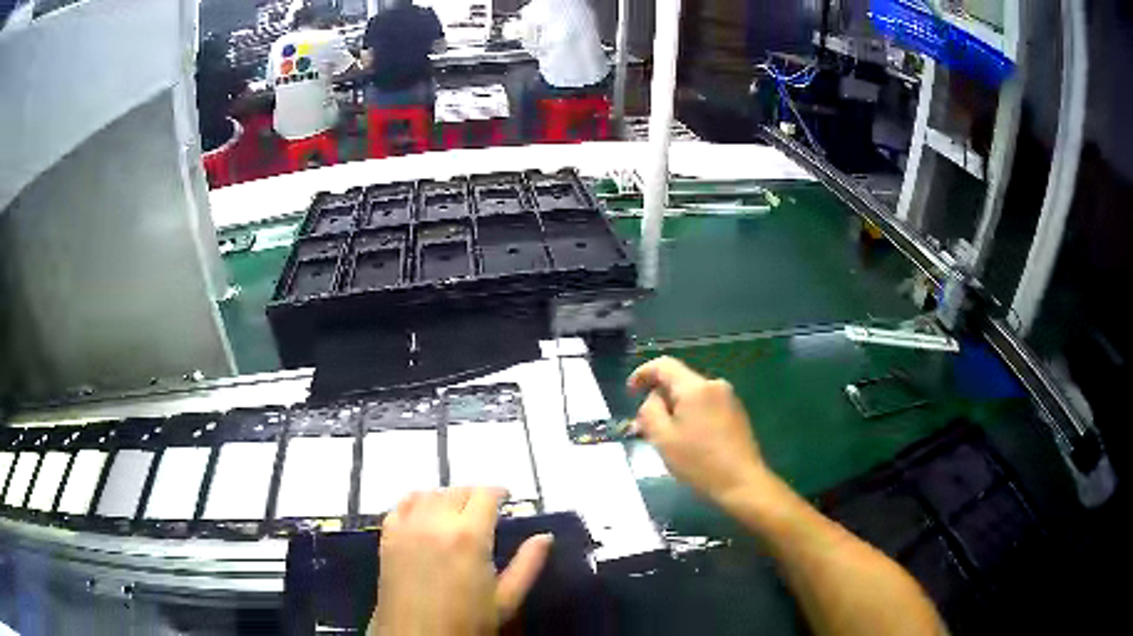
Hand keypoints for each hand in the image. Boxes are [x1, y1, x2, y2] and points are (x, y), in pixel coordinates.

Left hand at [372, 488, 552, 635]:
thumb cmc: (468, 622)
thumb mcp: (506, 600)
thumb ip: (528, 565)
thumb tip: (545, 537)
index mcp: (469, 536)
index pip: (485, 494)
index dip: (499, 492)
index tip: (507, 499)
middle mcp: (435, 522)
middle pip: (457, 491)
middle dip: (475, 495)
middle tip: (486, 510)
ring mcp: (407, 527)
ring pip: (429, 494)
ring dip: (447, 497)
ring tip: (457, 512)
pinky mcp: (388, 537)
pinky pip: (401, 505)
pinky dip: (417, 502)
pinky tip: (425, 514)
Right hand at [628, 357, 768, 505]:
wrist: (742, 482)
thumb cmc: (699, 462)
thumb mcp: (663, 438)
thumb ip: (650, 411)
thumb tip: (653, 398)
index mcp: (696, 387)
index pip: (664, 365)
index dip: (642, 373)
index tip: (630, 392)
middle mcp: (715, 385)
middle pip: (679, 381)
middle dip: (660, 398)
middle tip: (646, 425)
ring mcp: (729, 398)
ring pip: (692, 395)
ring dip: (676, 409)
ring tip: (667, 437)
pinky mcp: (736, 413)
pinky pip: (706, 405)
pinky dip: (692, 415)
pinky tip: (689, 440)